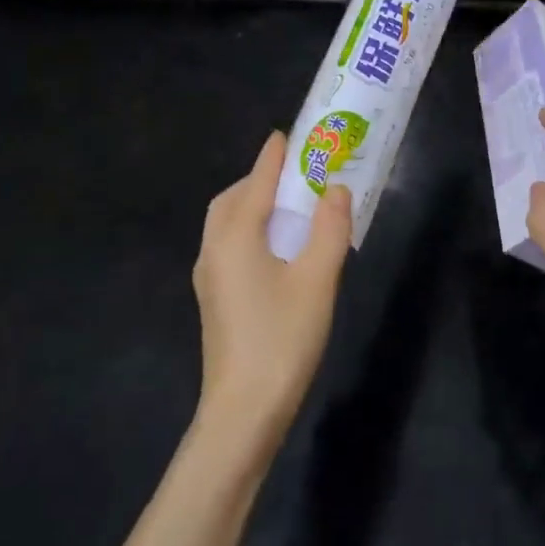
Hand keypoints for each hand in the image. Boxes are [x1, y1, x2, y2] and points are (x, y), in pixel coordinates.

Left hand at [192, 131, 352, 448]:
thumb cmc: (282, 339)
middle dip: (260, 179)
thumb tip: (335, 188)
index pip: (256, 181)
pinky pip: (229, 245)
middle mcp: (214, 249)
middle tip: (295, 173)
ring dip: (254, 204)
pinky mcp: (214, 298)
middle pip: (233, 199)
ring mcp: (209, 276)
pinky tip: (277, 247)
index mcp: (235, 236)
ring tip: (291, 206)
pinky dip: (250, 229)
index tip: (288, 133)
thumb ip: (329, 228)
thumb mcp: (317, 279)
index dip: (274, 156)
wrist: (243, 412)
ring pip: (227, 223)